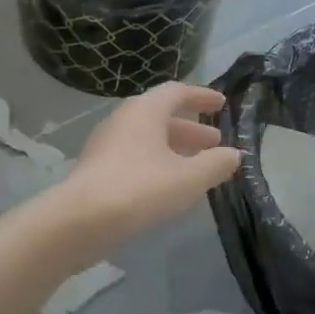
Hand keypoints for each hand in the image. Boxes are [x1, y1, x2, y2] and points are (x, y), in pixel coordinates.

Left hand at [57, 84, 241, 249]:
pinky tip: (170, 187)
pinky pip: (135, 158)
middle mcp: (123, 121)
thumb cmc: (140, 189)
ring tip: (198, 168)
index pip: (177, 92)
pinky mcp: (98, 170)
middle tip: (215, 143)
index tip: (222, 104)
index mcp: (145, 111)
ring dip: (175, 149)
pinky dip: (158, 164)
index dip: (201, 97)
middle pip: (162, 117)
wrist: (81, 221)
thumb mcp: (188, 178)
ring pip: (148, 140)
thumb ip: (215, 164)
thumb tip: (234, 155)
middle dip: (191, 130)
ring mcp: (106, 146)